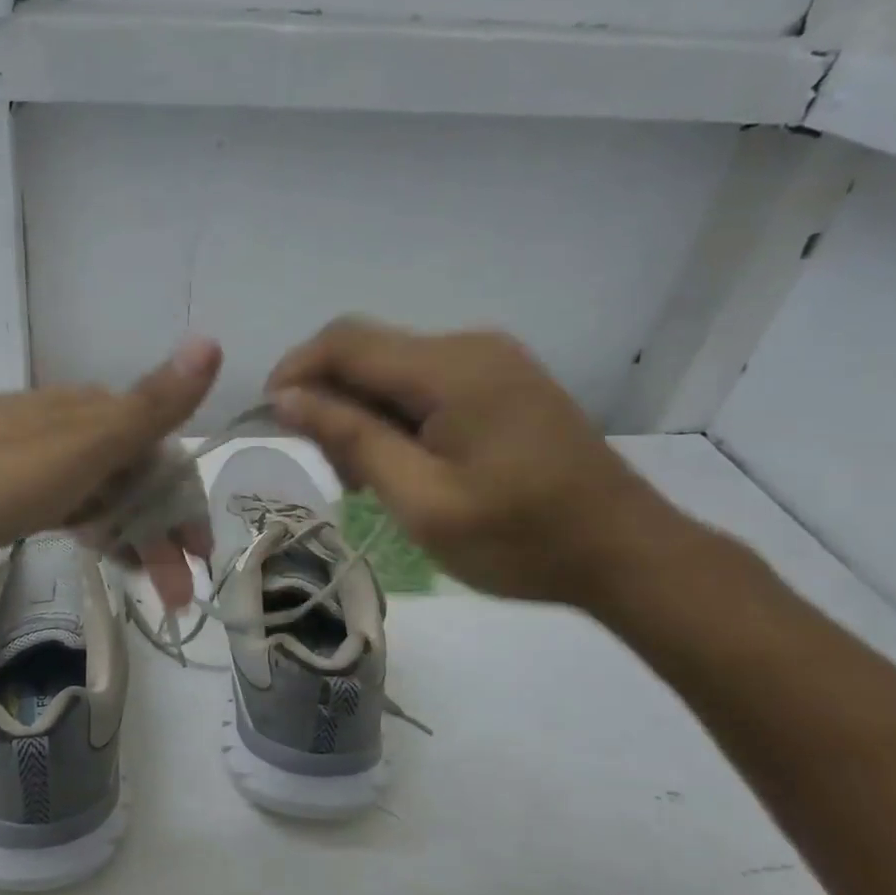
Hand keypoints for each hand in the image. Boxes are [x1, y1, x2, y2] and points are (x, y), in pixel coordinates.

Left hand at [0, 338, 220, 608]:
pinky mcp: (8, 480)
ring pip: (103, 493)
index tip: (200, 558)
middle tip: (175, 593)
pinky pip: (69, 500)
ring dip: (131, 536)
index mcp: (94, 412)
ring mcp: (36, 451)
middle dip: (162, 532)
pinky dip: (92, 527)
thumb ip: (150, 406)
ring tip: (142, 584)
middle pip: (135, 478)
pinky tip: (95, 549)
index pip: (165, 455)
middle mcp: (70, 423)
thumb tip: (212, 340)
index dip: (187, 505)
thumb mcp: (81, 447)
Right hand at [267, 319, 689, 607]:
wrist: (625, 552)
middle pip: (368, 351)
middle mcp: (470, 346)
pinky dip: (395, 416)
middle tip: (330, 470)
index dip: (295, 371)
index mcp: (451, 368)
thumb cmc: (520, 538)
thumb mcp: (422, 499)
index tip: (270, 420)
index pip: (345, 342)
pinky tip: (401, 462)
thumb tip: (288, 398)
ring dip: (361, 411)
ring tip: (364, 476)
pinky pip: (426, 383)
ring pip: (393, 368)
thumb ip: (352, 439)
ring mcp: (492, 361)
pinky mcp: (503, 382)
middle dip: (329, 399)